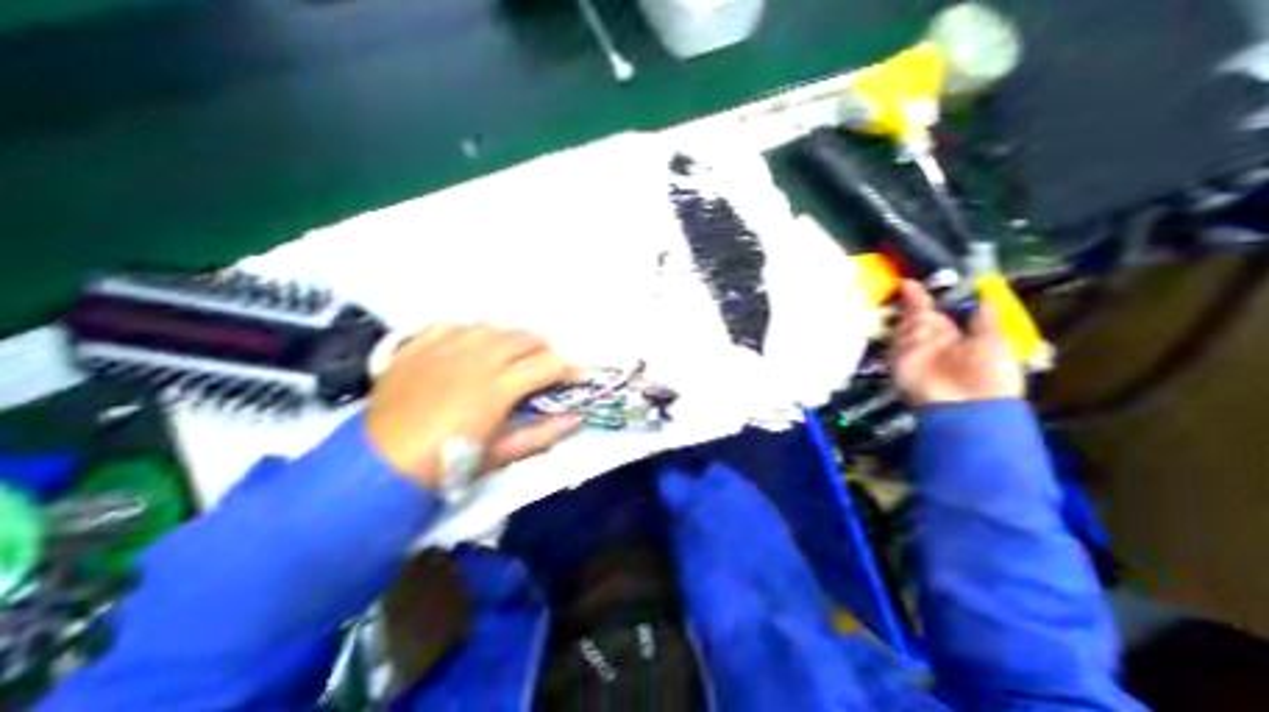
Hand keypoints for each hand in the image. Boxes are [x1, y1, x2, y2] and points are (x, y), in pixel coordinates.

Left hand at [365, 322, 582, 486]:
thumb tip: (577, 419)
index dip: (570, 368)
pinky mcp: (417, 346)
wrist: (377, 468)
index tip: (578, 375)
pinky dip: (468, 332)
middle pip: (524, 337)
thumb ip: (543, 433)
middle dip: (544, 349)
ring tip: (509, 356)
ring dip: (509, 339)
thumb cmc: (447, 465)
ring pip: (491, 326)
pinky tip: (469, 348)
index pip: (549, 363)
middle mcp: (476, 357)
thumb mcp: (501, 454)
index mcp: (499, 385)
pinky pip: (451, 325)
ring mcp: (444, 347)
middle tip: (546, 366)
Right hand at [886, 281, 1023, 404]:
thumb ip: (984, 319)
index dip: (923, 298)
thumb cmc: (990, 373)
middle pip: (914, 317)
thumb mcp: (994, 340)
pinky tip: (914, 328)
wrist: (971, 406)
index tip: (911, 283)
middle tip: (907, 285)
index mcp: (952, 337)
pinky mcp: (900, 362)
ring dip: (911, 316)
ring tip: (915, 309)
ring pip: (905, 327)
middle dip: (912, 302)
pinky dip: (904, 334)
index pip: (932, 313)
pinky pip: (898, 343)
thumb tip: (985, 297)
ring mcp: (912, 352)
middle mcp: (929, 343)